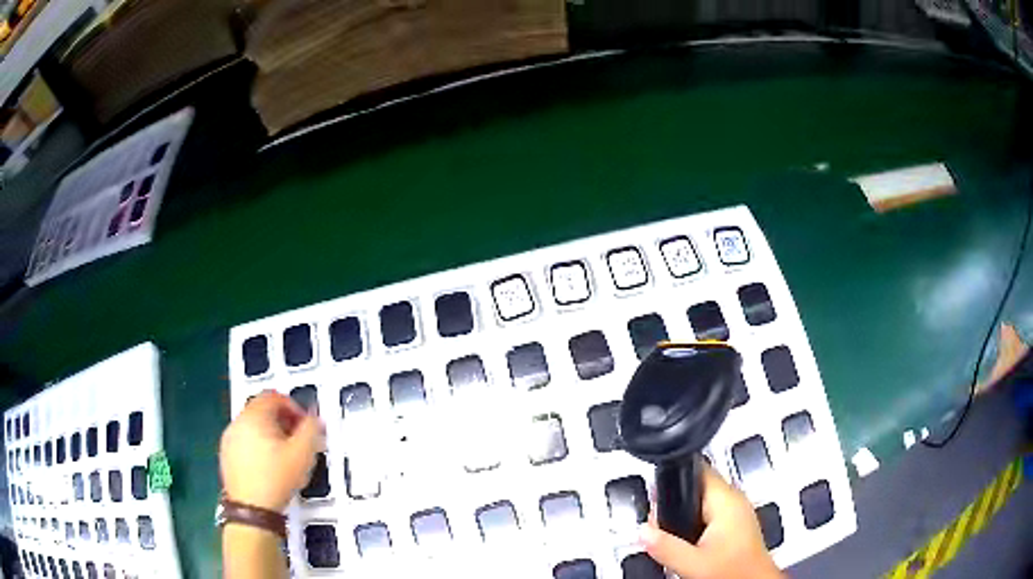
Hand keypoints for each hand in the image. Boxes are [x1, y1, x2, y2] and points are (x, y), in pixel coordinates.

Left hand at [219, 391, 324, 511]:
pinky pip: (244, 440)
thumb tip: (315, 417)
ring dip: (270, 433)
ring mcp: (229, 439)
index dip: (292, 406)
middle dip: (282, 420)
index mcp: (254, 416)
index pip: (273, 396)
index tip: (304, 425)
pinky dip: (257, 445)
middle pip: (261, 409)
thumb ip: (311, 429)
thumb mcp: (303, 454)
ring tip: (284, 455)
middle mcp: (238, 422)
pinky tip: (269, 466)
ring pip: (252, 426)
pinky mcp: (226, 455)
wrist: (252, 510)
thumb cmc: (276, 479)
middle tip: (296, 439)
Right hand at [640, 465, 783, 578]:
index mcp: (727, 500)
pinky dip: (694, 525)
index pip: (697, 470)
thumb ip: (665, 546)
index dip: (673, 480)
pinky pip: (709, 514)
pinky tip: (688, 543)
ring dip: (683, 516)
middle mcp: (735, 501)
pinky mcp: (735, 524)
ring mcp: (737, 512)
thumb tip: (643, 532)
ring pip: (701, 502)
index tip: (657, 497)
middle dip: (675, 504)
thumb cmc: (736, 572)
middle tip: (661, 526)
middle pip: (696, 487)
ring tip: (674, 537)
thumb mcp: (693, 563)